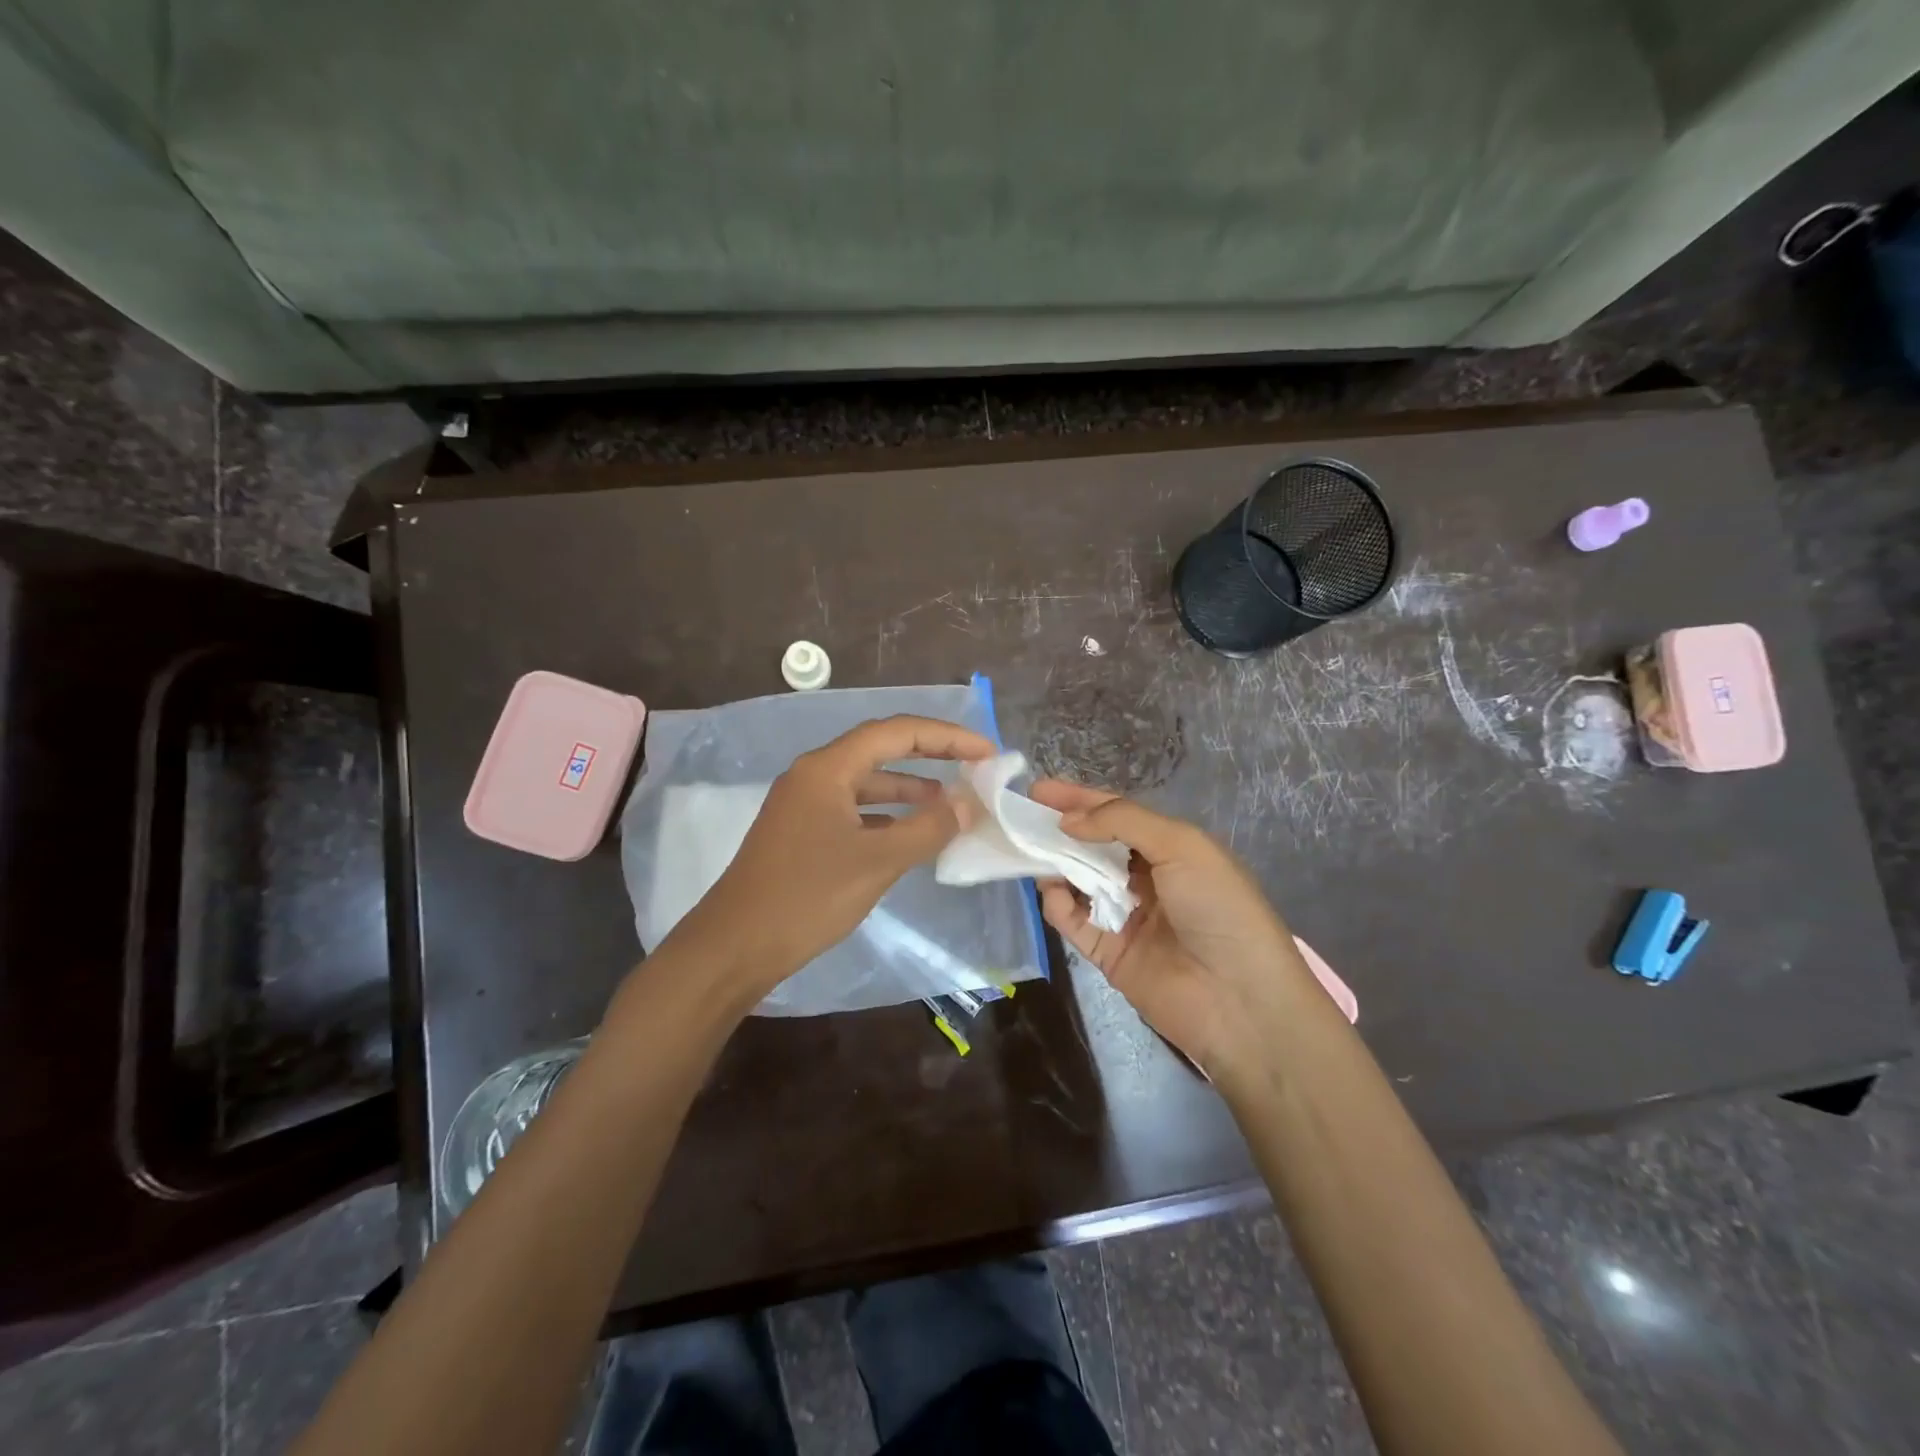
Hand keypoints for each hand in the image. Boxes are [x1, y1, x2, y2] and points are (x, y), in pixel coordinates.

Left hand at [669, 715, 994, 1002]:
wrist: (734, 947)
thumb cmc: (806, 897)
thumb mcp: (877, 861)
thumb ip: (927, 828)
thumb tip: (967, 804)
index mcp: (827, 768)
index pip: (896, 732)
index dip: (946, 737)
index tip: (986, 752)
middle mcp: (814, 775)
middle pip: (881, 750)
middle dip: (931, 755)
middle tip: (975, 766)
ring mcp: (805, 804)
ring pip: (867, 782)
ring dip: (910, 788)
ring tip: (952, 801)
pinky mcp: (802, 833)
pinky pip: (854, 810)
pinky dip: (887, 815)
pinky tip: (911, 833)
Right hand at [1029, 780, 1319, 1076]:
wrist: (1239, 999)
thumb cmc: (1217, 907)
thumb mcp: (1180, 846)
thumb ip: (1121, 821)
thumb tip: (1068, 820)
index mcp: (1171, 849)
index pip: (1117, 815)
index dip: (1081, 799)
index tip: (1040, 788)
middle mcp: (1147, 879)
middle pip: (1093, 847)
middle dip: (1060, 831)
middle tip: (1023, 819)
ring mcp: (1126, 916)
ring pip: (1078, 882)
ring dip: (1056, 865)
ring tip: (1032, 853)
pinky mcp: (1109, 953)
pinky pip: (1074, 922)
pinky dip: (1059, 905)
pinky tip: (1054, 893)